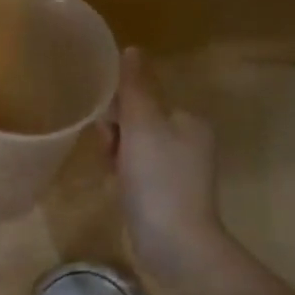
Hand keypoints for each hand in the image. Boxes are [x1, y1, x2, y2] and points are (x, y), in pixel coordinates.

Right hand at [109, 47, 226, 281]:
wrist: (176, 244)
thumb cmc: (159, 181)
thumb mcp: (143, 127)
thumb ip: (135, 88)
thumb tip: (131, 50)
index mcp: (189, 121)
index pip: (144, 99)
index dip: (117, 109)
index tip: (105, 129)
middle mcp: (189, 142)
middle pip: (138, 123)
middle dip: (116, 135)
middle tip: (108, 155)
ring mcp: (180, 172)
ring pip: (135, 150)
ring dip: (117, 157)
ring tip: (111, 175)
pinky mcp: (167, 197)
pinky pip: (138, 174)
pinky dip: (124, 177)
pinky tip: (117, 189)